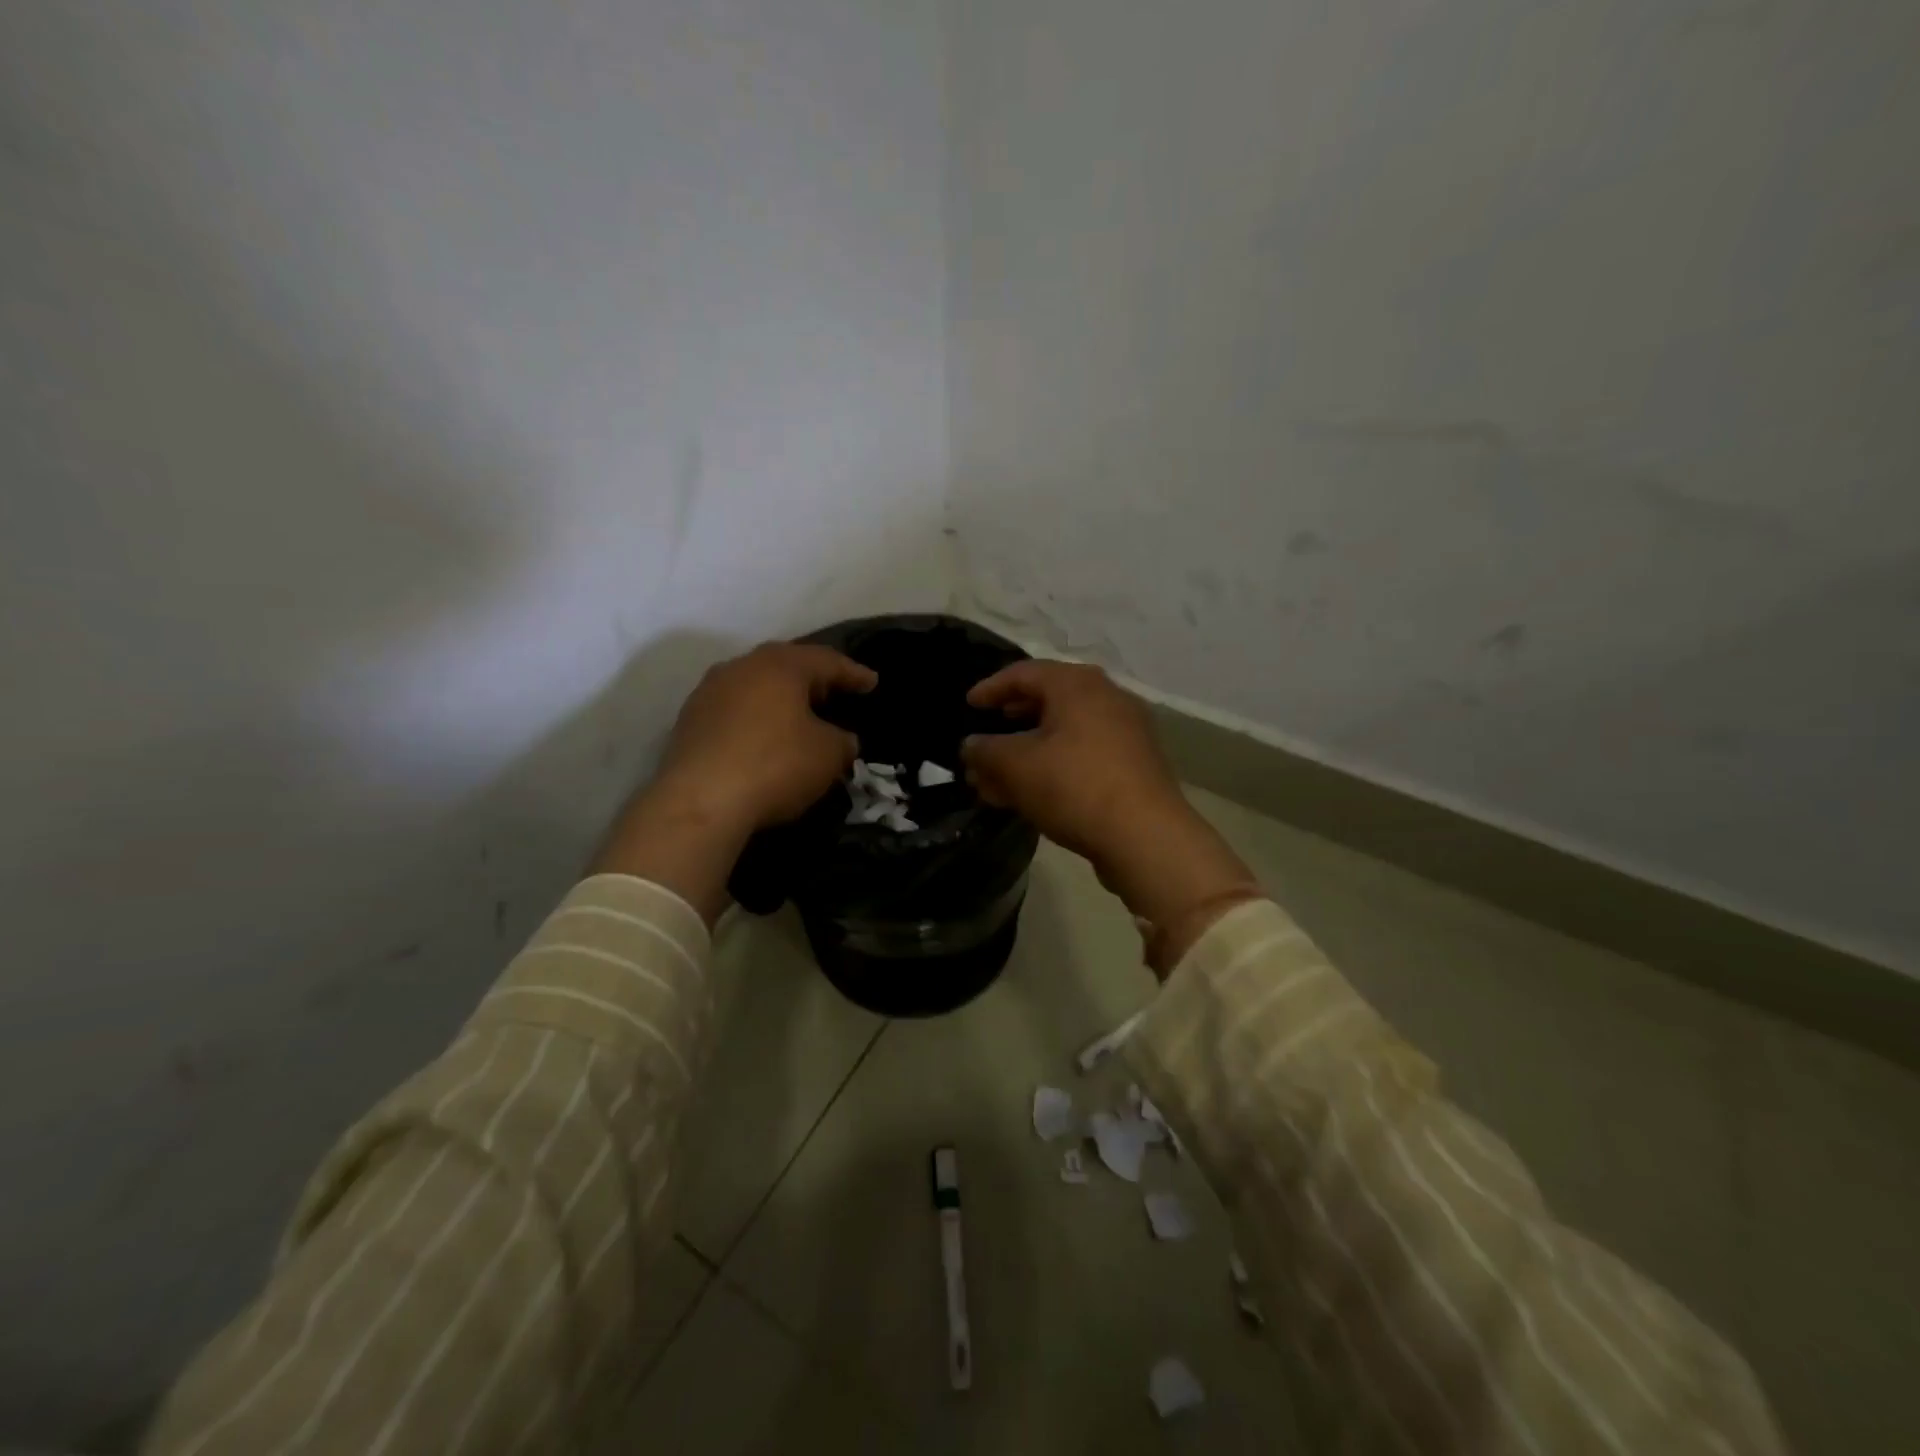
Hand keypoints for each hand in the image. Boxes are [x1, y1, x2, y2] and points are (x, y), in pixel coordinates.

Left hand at [653, 643, 876, 833]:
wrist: (700, 801)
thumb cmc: (775, 765)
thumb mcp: (828, 755)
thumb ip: (843, 740)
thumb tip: (841, 739)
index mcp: (781, 664)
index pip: (828, 661)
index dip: (854, 673)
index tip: (872, 683)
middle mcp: (742, 666)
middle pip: (787, 666)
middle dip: (814, 680)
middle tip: (836, 694)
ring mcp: (710, 691)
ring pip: (756, 686)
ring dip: (780, 699)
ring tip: (799, 716)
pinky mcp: (689, 720)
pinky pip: (735, 710)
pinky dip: (755, 718)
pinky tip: (764, 737)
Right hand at [962, 660, 1256, 967]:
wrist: (1145, 837)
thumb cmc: (1074, 787)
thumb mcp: (1016, 767)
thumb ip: (985, 751)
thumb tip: (972, 746)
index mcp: (1077, 685)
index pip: (1024, 672)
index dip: (991, 688)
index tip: (969, 705)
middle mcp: (1107, 698)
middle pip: (1049, 700)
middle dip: (1012, 722)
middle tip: (989, 734)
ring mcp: (1127, 732)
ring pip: (1066, 732)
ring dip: (1031, 750)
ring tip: (1002, 776)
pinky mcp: (1137, 765)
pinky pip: (1085, 754)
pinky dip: (1055, 765)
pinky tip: (1035, 794)